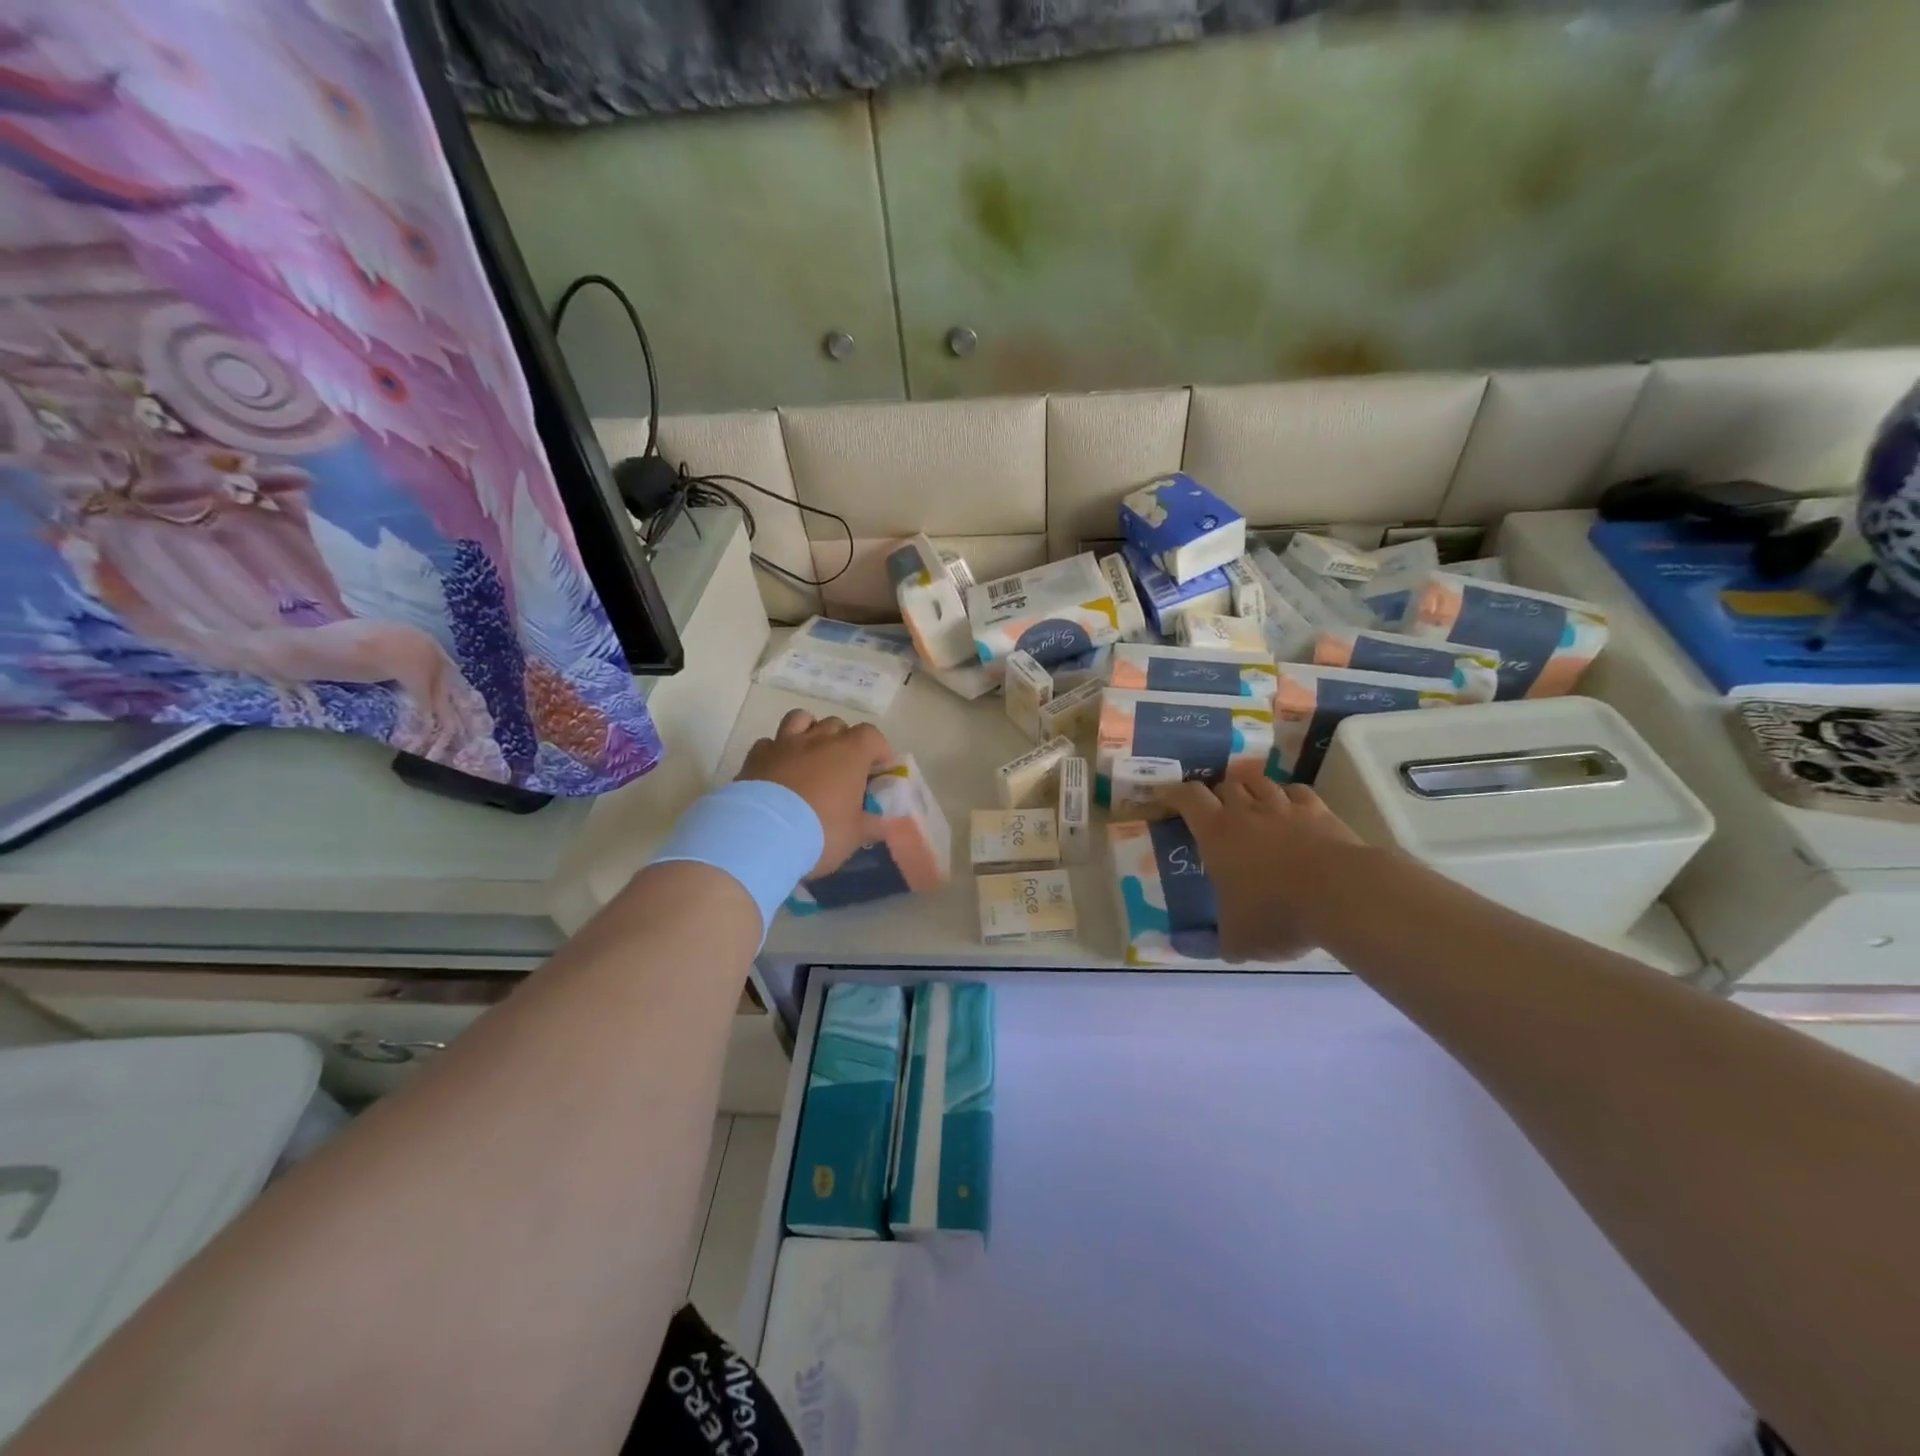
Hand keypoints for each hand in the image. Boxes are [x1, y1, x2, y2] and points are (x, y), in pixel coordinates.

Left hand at [738, 709, 892, 877]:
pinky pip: (769, 743)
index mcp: (850, 753)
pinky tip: (778, 771)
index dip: (879, 750)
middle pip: (837, 725)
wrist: (761, 836)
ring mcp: (784, 744)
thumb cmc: (820, 832)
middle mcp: (818, 740)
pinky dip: (777, 752)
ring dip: (810, 732)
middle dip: (844, 742)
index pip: (872, 736)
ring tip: (811, 756)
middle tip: (845, 769)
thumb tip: (889, 824)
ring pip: (800, 719)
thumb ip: (874, 825)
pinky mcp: (755, 757)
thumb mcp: (855, 835)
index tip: (878, 772)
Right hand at [1168, 776, 1367, 962]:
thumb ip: (1214, 941)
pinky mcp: (1319, 810)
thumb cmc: (1276, 913)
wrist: (1342, 895)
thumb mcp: (1237, 940)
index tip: (1170, 799)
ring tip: (1252, 806)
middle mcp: (1246, 811)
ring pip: (1260, 782)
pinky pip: (1297, 791)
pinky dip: (1288, 797)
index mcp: (1216, 834)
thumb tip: (1193, 948)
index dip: (1176, 794)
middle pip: (1225, 784)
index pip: (1189, 797)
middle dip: (1218, 794)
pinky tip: (1291, 810)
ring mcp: (1284, 807)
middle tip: (1217, 813)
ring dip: (1251, 790)